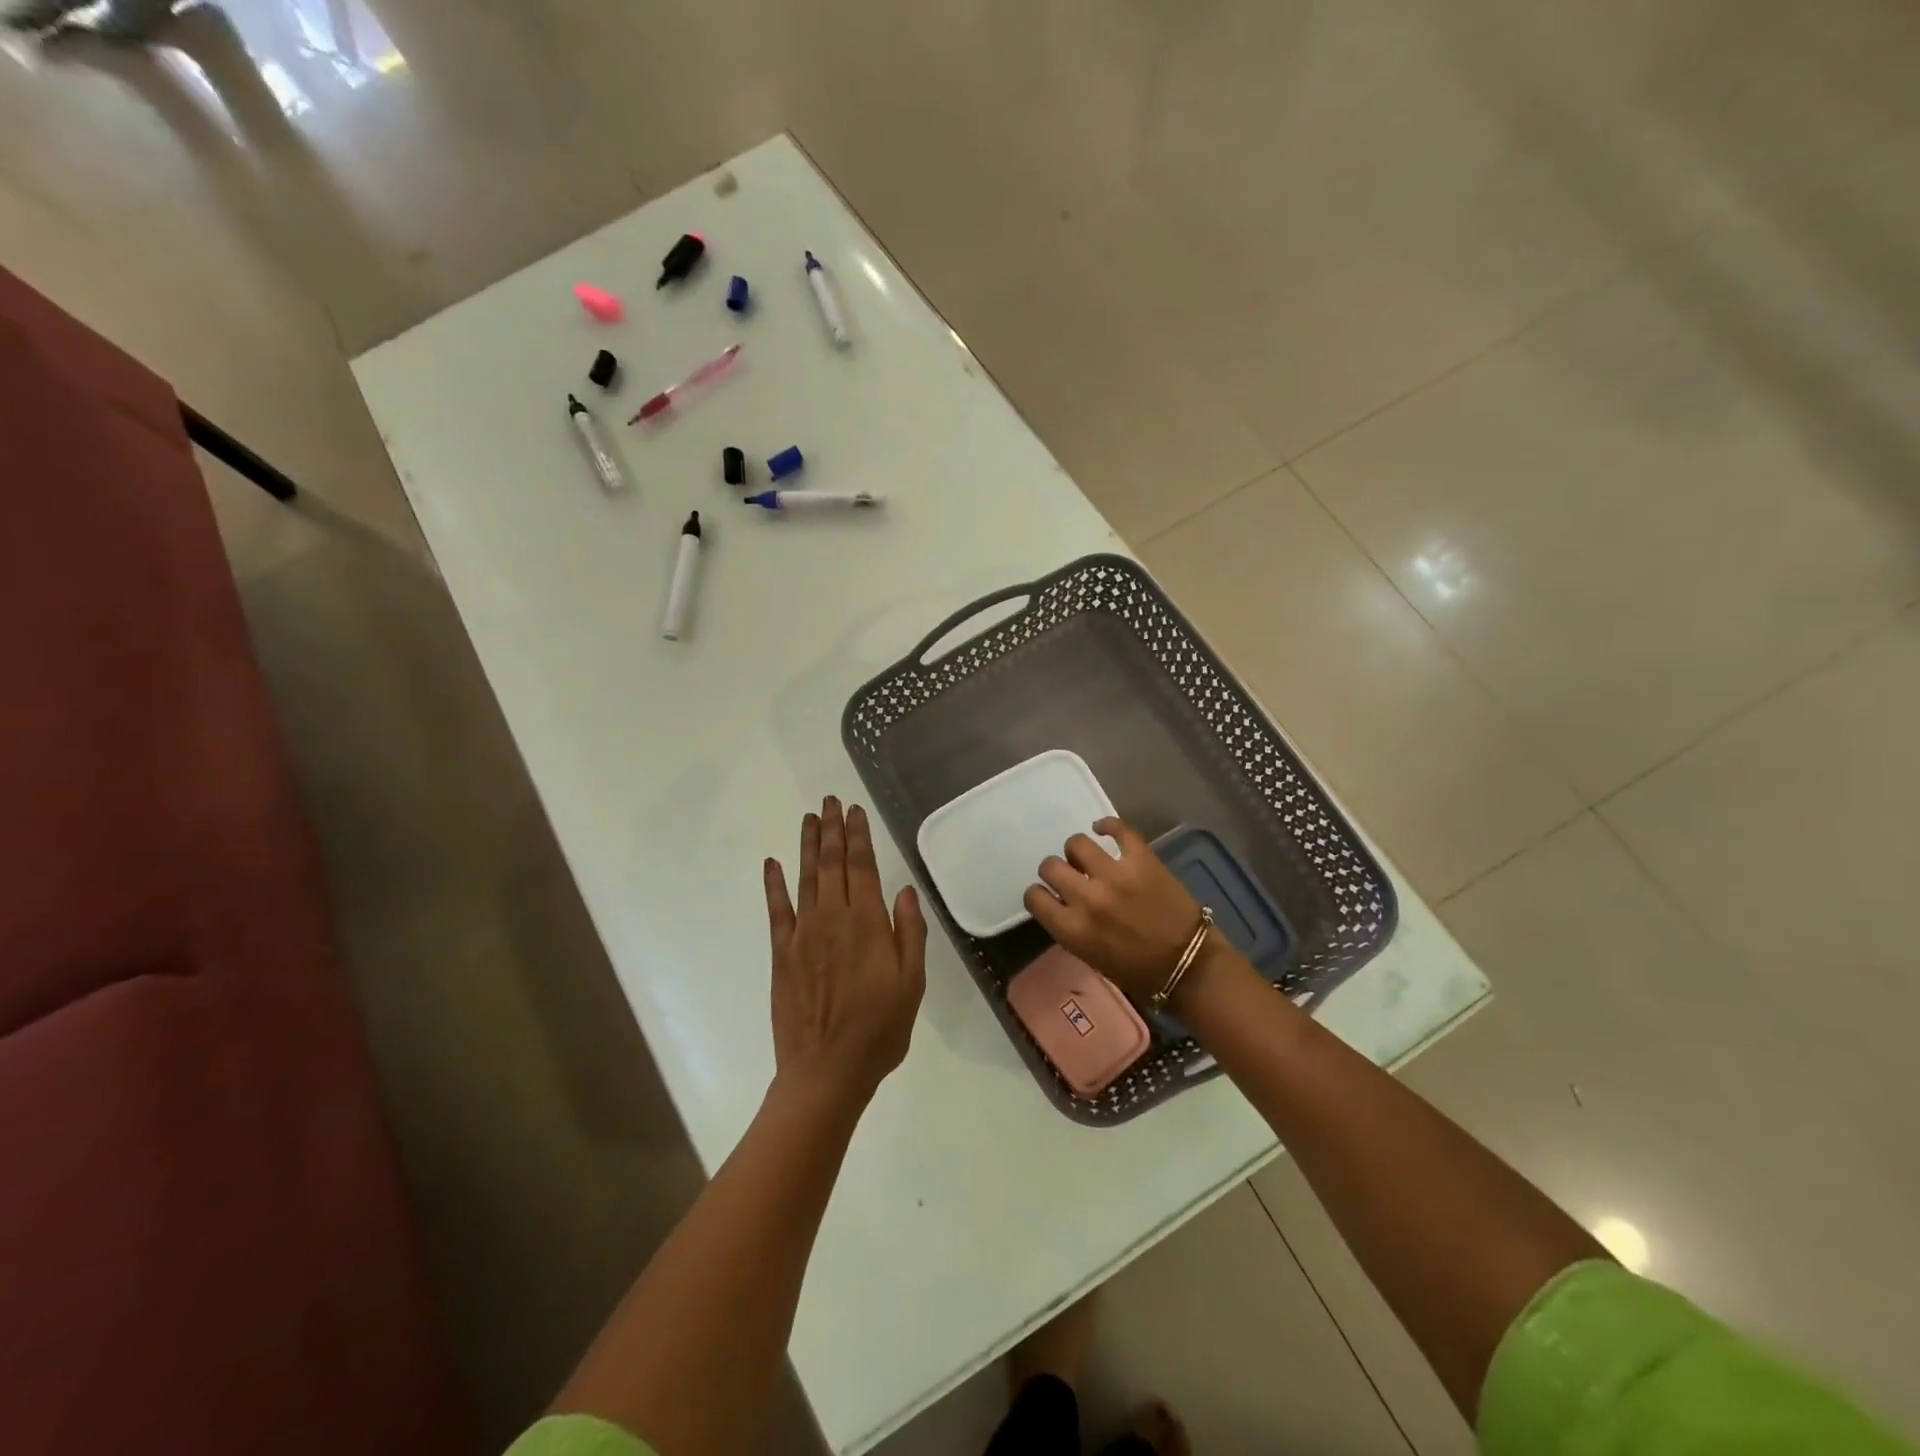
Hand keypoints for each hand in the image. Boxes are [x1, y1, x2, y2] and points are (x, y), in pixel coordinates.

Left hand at [764, 797, 926, 1110]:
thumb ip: (909, 934)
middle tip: (831, 801)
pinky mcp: (782, 953)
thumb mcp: (911, 985)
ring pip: (806, 878)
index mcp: (868, 925)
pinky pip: (777, 910)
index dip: (859, 837)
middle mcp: (833, 920)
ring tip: (810, 818)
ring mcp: (803, 935)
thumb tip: (904, 890)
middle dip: (833, 830)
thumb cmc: (879, 1031)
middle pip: (832, 864)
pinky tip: (772, 863)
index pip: (863, 868)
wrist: (826, 1072)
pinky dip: (774, 884)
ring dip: (808, 846)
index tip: (856, 811)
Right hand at [1022, 817, 1204, 1001]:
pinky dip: (1107, 825)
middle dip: (1055, 870)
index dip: (1039, 893)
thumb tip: (1063, 903)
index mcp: (1073, 929)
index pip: (1034, 897)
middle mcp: (1088, 898)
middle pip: (1050, 866)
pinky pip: (1118, 829)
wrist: (1189, 965)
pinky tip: (1103, 829)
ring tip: (1089, 858)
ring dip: (1078, 851)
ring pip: (1077, 843)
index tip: (1048, 894)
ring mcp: (1115, 875)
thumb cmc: (1138, 971)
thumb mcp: (1091, 957)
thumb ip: (1071, 927)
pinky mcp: (1141, 859)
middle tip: (1069, 875)